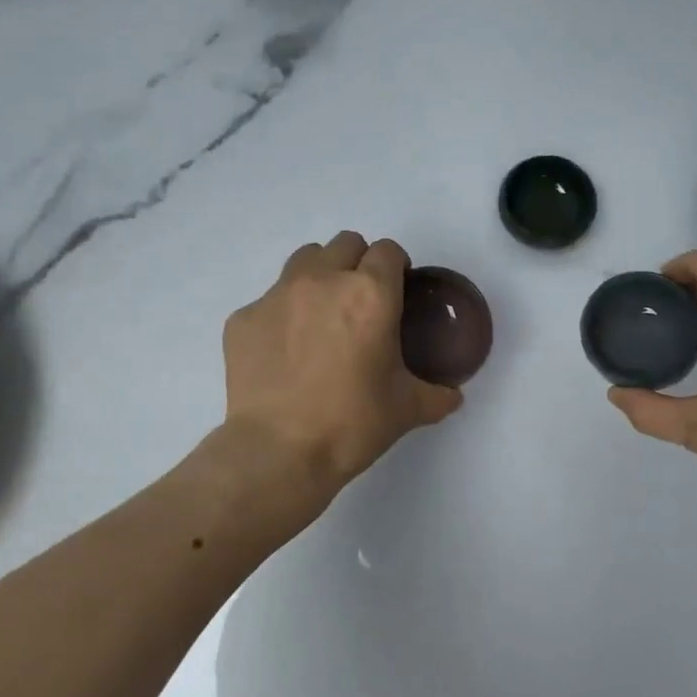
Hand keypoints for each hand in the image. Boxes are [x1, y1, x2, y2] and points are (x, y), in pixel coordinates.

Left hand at [222, 231, 462, 507]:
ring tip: (321, 315)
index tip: (397, 290)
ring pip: (304, 259)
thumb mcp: (406, 409)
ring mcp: (277, 295)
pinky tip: (284, 351)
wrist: (278, 452)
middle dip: (358, 263)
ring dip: (319, 275)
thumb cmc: (351, 424)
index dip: (396, 267)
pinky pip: (269, 300)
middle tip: (360, 302)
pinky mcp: (243, 317)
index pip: (388, 251)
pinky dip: (282, 315)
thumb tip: (453, 397)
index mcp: (370, 294)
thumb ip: (436, 395)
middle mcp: (323, 280)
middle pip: (345, 244)